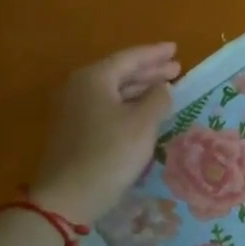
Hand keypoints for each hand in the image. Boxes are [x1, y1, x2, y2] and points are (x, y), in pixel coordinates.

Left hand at [29, 43, 179, 225]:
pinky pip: (105, 106)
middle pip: (119, 72)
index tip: (175, 49)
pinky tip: (143, 110)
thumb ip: (158, 98)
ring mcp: (72, 109)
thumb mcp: (143, 123)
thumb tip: (163, 88)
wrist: (68, 196)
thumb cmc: (110, 154)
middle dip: (149, 71)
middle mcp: (78, 87)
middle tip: (176, 68)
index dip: (155, 54)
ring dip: (139, 88)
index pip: (129, 58)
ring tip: (165, 88)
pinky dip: (127, 103)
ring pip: (112, 90)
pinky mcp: (73, 129)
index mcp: (94, 78)